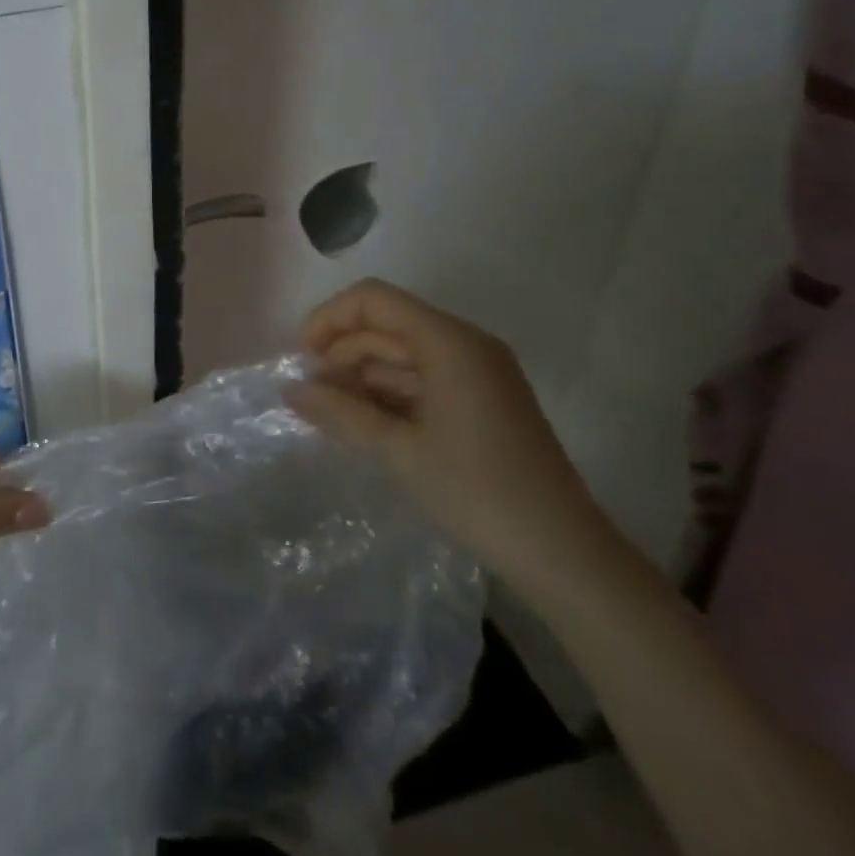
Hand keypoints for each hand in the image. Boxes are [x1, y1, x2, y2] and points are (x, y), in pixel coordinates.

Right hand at [290, 278, 614, 596]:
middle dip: (342, 351)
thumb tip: (290, 389)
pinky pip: (423, 377)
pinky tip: (364, 422)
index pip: (374, 300)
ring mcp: (479, 373)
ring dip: (362, 375)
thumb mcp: (398, 451)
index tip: (302, 360)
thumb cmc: (477, 493)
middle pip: (387, 325)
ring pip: (403, 353)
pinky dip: (389, 392)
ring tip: (330, 412)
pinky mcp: (483, 400)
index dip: (329, 319)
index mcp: (450, 342)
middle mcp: (466, 345)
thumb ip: (340, 412)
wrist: (565, 556)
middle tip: (311, 395)